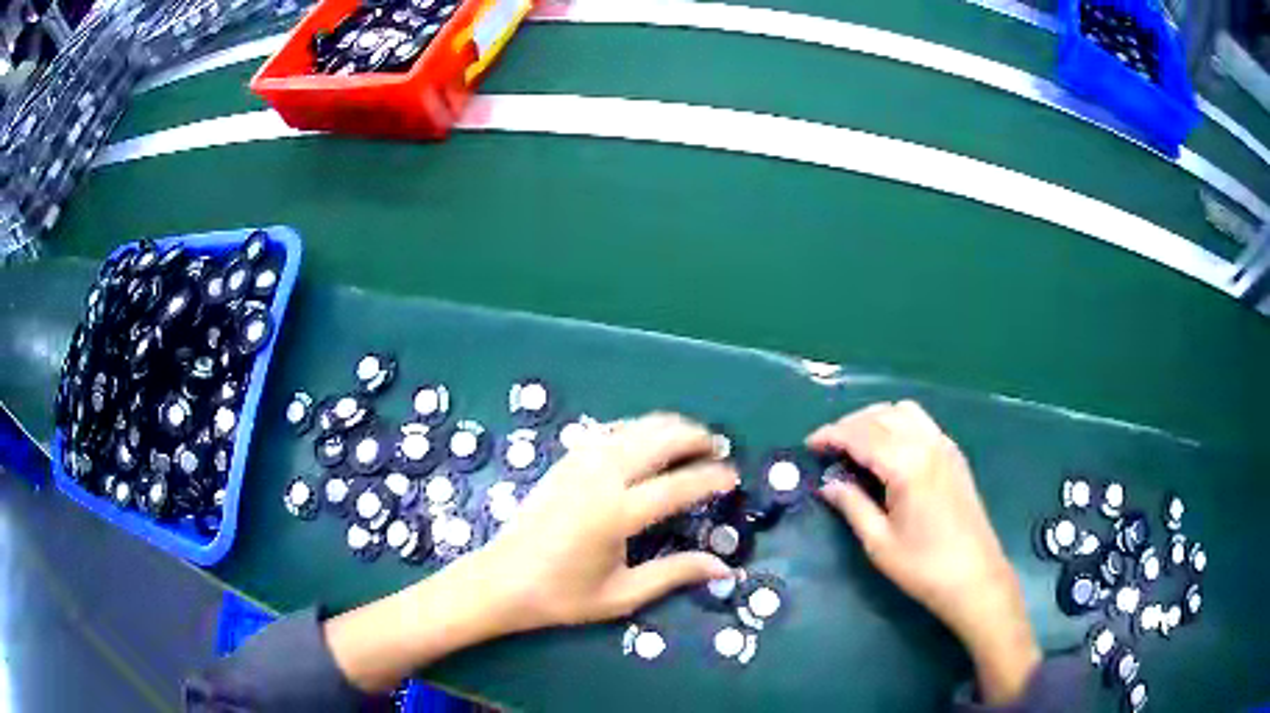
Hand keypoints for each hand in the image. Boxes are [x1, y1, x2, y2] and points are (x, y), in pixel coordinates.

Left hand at [327, 413, 737, 692]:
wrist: (500, 580)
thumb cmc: (561, 595)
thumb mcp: (622, 596)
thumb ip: (674, 575)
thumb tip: (723, 567)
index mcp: (616, 514)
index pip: (678, 486)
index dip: (711, 478)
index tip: (734, 478)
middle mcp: (600, 478)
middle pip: (658, 439)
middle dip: (695, 437)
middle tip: (719, 449)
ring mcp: (579, 464)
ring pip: (634, 428)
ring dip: (668, 426)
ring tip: (692, 438)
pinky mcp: (564, 461)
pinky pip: (609, 432)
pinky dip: (637, 428)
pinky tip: (648, 439)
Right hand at [809, 401, 1039, 704]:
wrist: (975, 578)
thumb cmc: (923, 567)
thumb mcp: (879, 542)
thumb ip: (852, 505)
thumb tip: (828, 484)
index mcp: (906, 464)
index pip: (860, 435)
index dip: (831, 435)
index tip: (809, 445)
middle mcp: (927, 443)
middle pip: (881, 415)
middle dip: (850, 424)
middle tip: (828, 448)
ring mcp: (945, 446)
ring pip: (904, 411)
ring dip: (875, 419)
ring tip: (856, 445)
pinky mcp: (954, 455)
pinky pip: (921, 422)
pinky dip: (898, 424)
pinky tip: (888, 451)